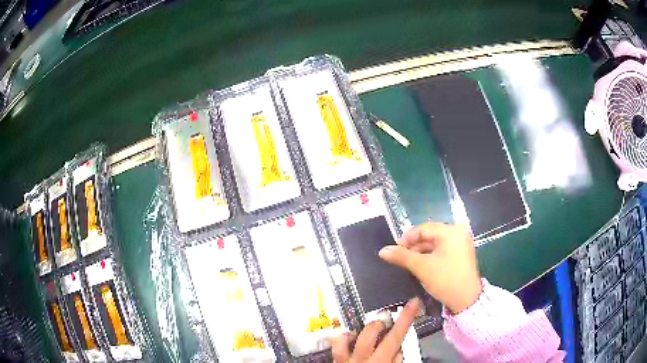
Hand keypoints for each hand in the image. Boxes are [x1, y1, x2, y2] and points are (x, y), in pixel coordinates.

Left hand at [330, 298, 418, 362]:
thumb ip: (396, 360)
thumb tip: (399, 347)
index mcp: (380, 362)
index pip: (395, 337)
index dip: (405, 318)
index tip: (412, 303)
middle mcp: (361, 360)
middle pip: (369, 333)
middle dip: (378, 323)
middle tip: (384, 321)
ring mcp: (344, 361)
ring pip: (345, 338)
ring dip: (355, 331)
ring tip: (362, 330)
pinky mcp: (334, 362)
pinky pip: (334, 348)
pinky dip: (341, 341)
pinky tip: (347, 339)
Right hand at [379, 222, 481, 313]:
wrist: (467, 300)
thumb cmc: (445, 279)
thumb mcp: (421, 267)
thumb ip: (401, 256)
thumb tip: (382, 251)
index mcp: (450, 231)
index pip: (423, 229)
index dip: (406, 239)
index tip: (394, 251)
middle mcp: (458, 233)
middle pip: (429, 235)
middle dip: (413, 247)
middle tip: (400, 259)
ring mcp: (461, 244)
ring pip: (435, 244)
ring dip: (421, 252)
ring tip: (409, 264)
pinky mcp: (462, 255)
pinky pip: (442, 251)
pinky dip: (431, 257)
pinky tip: (421, 267)